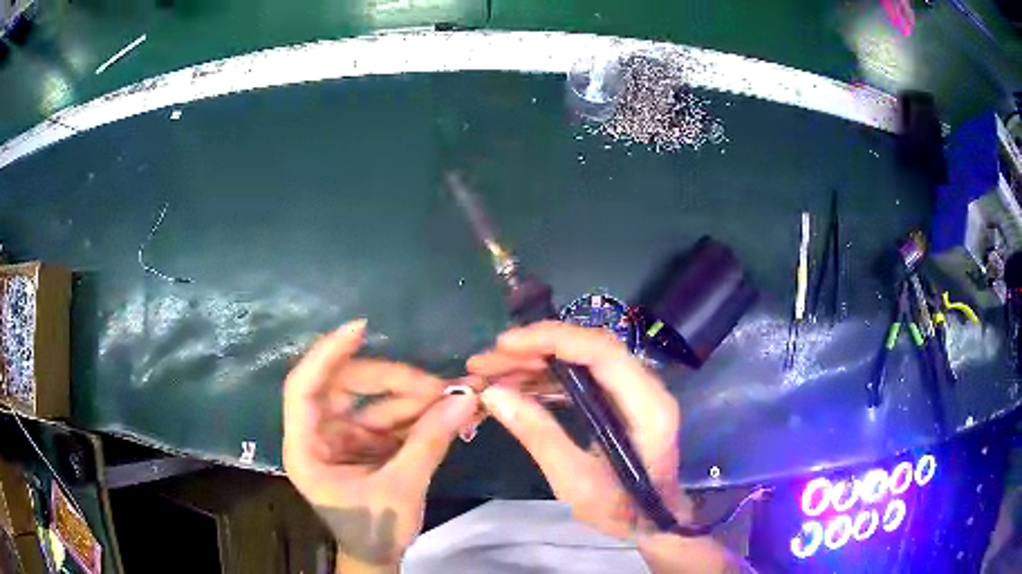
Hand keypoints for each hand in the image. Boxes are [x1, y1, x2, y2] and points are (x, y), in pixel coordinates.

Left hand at [283, 319, 478, 571]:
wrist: (379, 556)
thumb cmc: (374, 530)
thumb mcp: (401, 489)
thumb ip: (430, 442)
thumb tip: (467, 398)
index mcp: (306, 448)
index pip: (304, 388)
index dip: (327, 355)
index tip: (361, 329)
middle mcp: (318, 434)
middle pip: (346, 387)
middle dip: (391, 382)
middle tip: (437, 386)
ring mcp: (342, 437)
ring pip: (372, 401)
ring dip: (412, 398)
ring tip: (453, 398)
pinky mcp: (363, 442)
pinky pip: (388, 418)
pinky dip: (416, 414)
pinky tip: (445, 411)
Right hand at [467, 321, 681, 538]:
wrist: (651, 519)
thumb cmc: (621, 508)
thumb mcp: (575, 481)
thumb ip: (539, 435)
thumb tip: (494, 394)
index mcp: (646, 406)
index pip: (601, 352)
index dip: (552, 340)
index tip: (505, 345)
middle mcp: (645, 387)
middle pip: (587, 348)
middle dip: (533, 350)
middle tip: (486, 362)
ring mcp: (634, 390)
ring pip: (580, 359)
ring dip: (535, 362)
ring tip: (492, 374)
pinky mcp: (620, 398)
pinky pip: (581, 376)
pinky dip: (547, 378)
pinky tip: (517, 387)